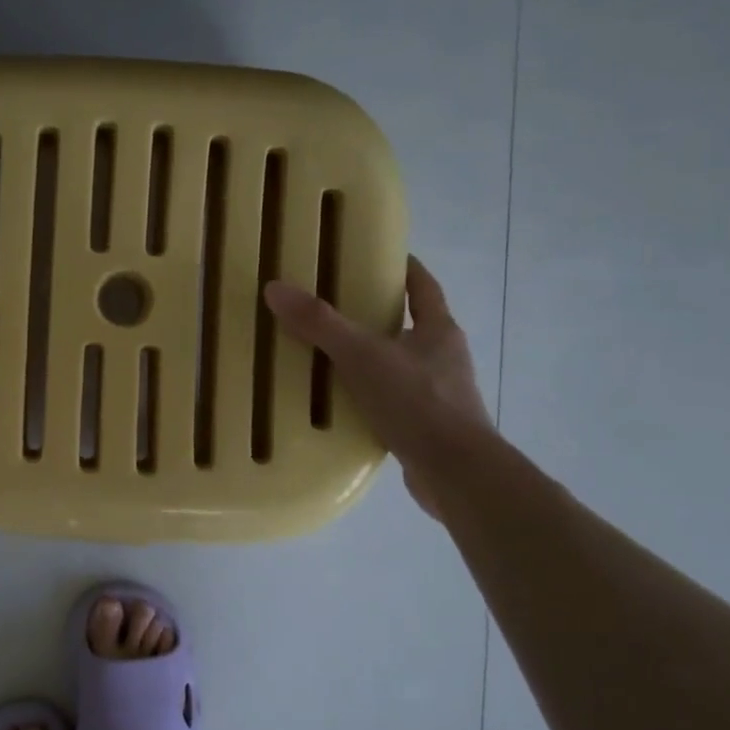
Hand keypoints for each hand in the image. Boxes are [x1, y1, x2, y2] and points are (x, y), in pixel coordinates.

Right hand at [265, 255, 491, 520]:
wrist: (454, 472)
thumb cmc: (416, 402)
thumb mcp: (361, 355)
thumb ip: (319, 324)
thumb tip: (275, 288)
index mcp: (438, 331)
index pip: (423, 286)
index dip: (404, 268)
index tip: (377, 257)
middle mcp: (444, 358)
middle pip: (409, 325)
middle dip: (376, 317)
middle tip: (333, 309)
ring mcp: (439, 394)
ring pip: (399, 366)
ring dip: (370, 361)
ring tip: (328, 359)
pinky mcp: (426, 427)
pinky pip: (392, 402)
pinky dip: (369, 398)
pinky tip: (341, 405)